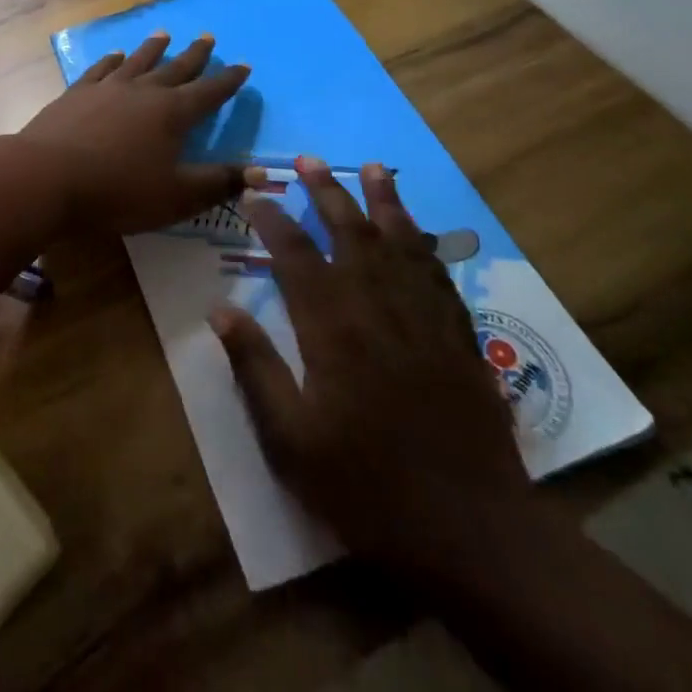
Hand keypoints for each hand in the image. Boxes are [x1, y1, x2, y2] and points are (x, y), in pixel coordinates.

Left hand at [17, 31, 253, 235]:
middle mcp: (143, 91)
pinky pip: (101, 69)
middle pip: (175, 68)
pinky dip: (111, 60)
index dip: (229, 81)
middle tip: (208, 37)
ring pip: (138, 61)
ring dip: (153, 48)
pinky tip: (115, 55)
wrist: (48, 175)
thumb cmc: (118, 191)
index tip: (244, 65)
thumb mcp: (177, 196)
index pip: (209, 92)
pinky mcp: (77, 93)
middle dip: (195, 55)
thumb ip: (218, 183)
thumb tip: (260, 172)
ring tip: (164, 34)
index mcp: (173, 114)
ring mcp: (107, 88)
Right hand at [211, 158, 532, 579]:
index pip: (294, 252)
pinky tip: (418, 232)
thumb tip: (220, 309)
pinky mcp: (459, 336)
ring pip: (400, 241)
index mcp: (332, 325)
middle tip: (309, 160)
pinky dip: (424, 243)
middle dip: (326, 191)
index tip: (252, 195)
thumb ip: (254, 367)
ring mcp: (424, 317)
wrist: (471, 531)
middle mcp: (377, 305)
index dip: (271, 219)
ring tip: (373, 168)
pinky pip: (438, 273)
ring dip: (383, 201)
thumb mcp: (290, 439)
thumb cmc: (367, 486)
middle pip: (350, 231)